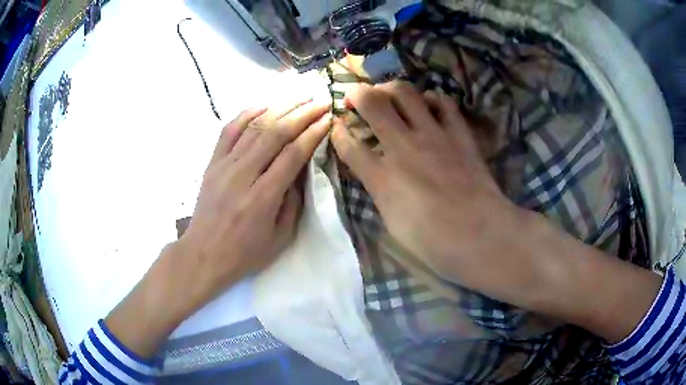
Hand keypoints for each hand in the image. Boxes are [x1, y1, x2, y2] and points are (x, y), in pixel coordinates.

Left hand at [106, 100, 330, 357]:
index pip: (293, 154)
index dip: (313, 133)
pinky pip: (229, 131)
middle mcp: (243, 175)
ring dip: (279, 107)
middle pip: (275, 133)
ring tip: (299, 96)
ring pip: (254, 127)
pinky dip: (246, 114)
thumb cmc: (244, 254)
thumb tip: (299, 172)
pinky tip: (263, 104)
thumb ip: (293, 203)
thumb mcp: (280, 239)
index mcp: (263, 197)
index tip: (327, 118)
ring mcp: (224, 166)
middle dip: (301, 113)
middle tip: (320, 100)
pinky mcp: (212, 163)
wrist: (203, 255)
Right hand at [331, 81, 525, 290]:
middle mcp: (403, 147)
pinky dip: (432, 99)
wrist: (481, 234)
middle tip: (355, 98)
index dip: (338, 132)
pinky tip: (428, 105)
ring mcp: (434, 136)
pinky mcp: (459, 134)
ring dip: (391, 89)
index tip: (336, 127)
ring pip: (405, 93)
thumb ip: (380, 192)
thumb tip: (375, 173)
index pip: (349, 144)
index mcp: (383, 177)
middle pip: (372, 103)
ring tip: (389, 95)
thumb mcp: (393, 224)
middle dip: (357, 94)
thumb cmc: (434, 242)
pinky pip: (444, 102)